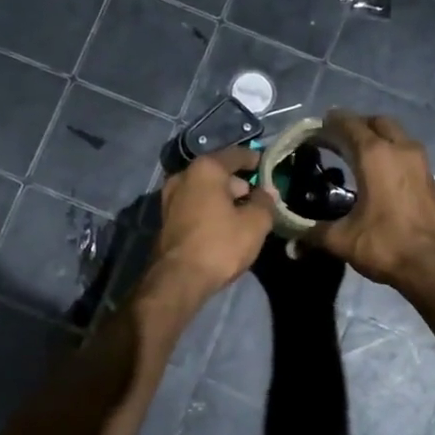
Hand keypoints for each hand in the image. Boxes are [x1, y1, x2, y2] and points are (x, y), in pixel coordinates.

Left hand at [144, 147, 274, 306]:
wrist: (178, 279)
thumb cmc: (220, 245)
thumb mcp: (254, 223)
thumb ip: (265, 202)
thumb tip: (267, 190)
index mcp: (206, 169)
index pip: (236, 155)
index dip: (255, 160)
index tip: (269, 168)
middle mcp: (183, 176)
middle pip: (218, 172)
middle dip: (239, 183)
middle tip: (258, 198)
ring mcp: (170, 197)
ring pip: (204, 190)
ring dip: (224, 198)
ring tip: (243, 214)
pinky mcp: (165, 218)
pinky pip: (194, 205)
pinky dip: (209, 209)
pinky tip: (223, 225)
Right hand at [304, 111, 434, 300]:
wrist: (434, 265)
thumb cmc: (385, 244)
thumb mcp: (342, 240)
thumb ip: (313, 233)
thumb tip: (292, 240)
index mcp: (374, 155)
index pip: (348, 124)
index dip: (330, 123)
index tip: (315, 128)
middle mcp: (400, 149)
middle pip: (376, 122)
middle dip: (355, 125)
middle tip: (336, 139)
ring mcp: (419, 161)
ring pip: (395, 134)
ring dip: (376, 137)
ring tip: (355, 154)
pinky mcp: (429, 177)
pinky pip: (406, 151)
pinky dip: (390, 152)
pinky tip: (378, 173)